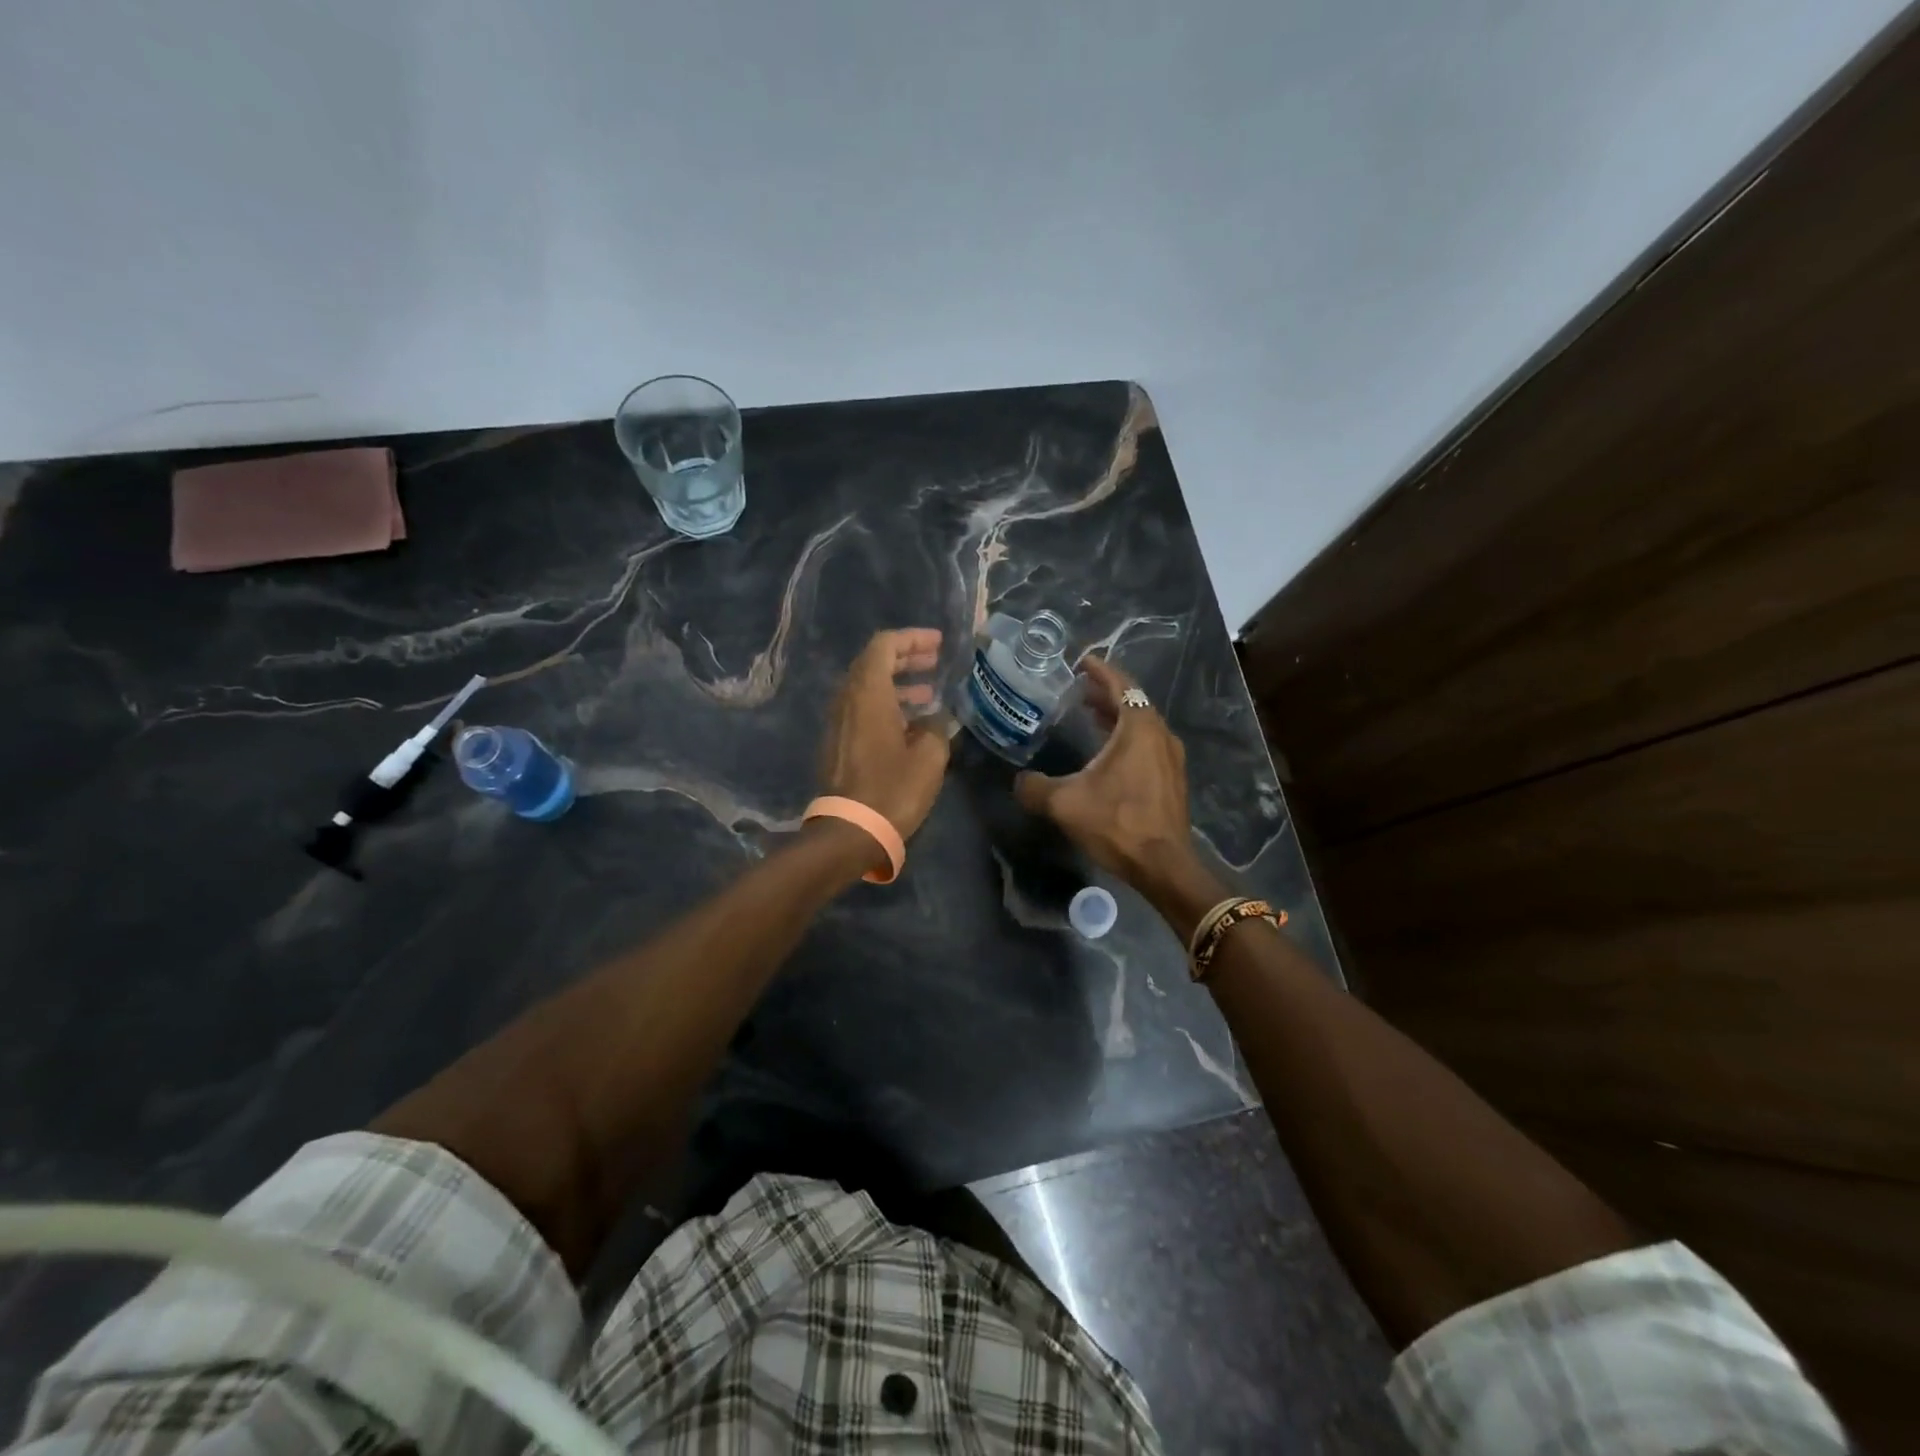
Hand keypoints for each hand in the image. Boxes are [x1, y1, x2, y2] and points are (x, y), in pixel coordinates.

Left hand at [818, 628, 952, 849]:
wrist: (850, 830)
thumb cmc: (893, 789)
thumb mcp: (929, 757)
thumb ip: (937, 727)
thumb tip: (936, 719)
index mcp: (867, 693)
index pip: (884, 645)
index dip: (912, 638)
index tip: (938, 644)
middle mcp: (847, 700)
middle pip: (873, 663)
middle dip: (905, 657)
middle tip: (934, 662)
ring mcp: (839, 722)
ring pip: (867, 688)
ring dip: (897, 684)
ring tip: (929, 693)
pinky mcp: (839, 743)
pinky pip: (862, 710)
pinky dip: (886, 705)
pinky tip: (911, 724)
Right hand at [1015, 656, 1199, 892]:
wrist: (1163, 865)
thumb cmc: (1117, 823)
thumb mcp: (1065, 803)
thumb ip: (1035, 787)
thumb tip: (1019, 782)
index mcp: (1139, 727)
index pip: (1120, 684)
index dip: (1099, 670)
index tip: (1080, 662)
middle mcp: (1160, 734)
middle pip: (1132, 701)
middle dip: (1104, 693)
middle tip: (1076, 690)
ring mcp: (1170, 757)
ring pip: (1140, 724)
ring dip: (1115, 716)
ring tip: (1088, 715)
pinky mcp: (1171, 778)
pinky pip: (1147, 744)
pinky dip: (1126, 737)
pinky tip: (1106, 753)